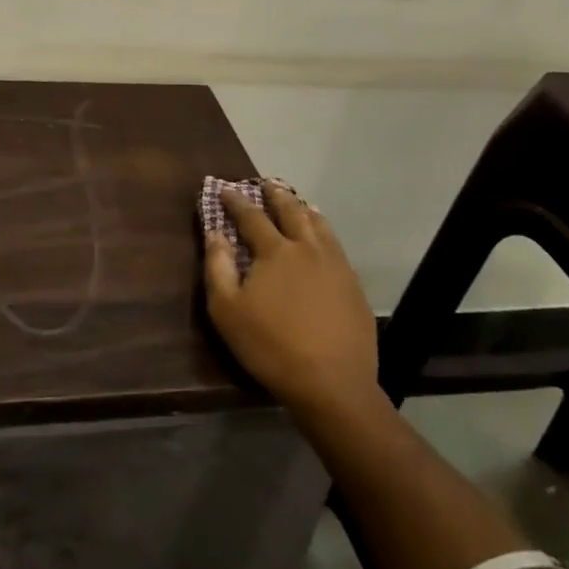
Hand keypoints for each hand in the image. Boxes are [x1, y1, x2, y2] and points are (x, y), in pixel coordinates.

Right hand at [202, 184, 377, 418]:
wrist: (333, 385)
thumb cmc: (271, 347)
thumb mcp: (227, 311)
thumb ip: (218, 267)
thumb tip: (215, 233)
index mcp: (276, 250)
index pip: (251, 216)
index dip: (236, 201)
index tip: (224, 188)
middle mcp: (307, 247)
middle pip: (291, 211)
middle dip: (275, 195)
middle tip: (266, 184)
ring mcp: (336, 265)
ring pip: (319, 225)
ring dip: (304, 209)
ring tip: (298, 203)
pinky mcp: (353, 285)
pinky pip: (336, 246)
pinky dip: (324, 232)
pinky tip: (323, 240)